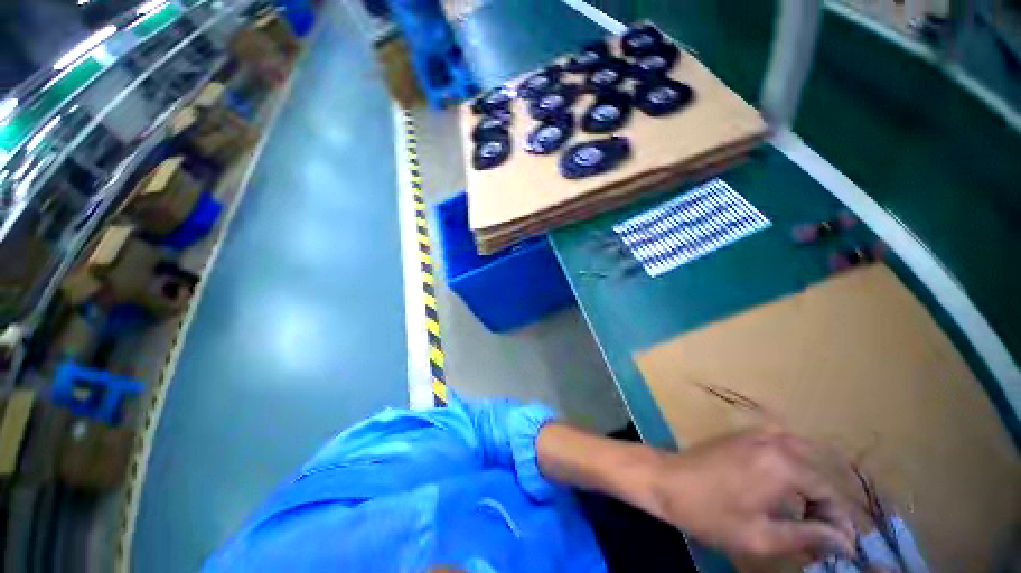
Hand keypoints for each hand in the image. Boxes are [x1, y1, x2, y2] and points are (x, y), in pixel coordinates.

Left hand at [648, 427, 856, 561]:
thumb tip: (845, 542)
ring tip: (805, 512)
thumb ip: (807, 537)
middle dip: (824, 505)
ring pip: (799, 454)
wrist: (666, 481)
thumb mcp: (760, 536)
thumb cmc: (710, 513)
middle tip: (820, 534)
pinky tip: (782, 483)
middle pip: (815, 473)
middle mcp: (772, 443)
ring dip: (808, 482)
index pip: (828, 493)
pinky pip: (777, 442)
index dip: (838, 522)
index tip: (840, 547)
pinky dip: (789, 461)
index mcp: (782, 466)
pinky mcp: (739, 435)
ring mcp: (753, 435)